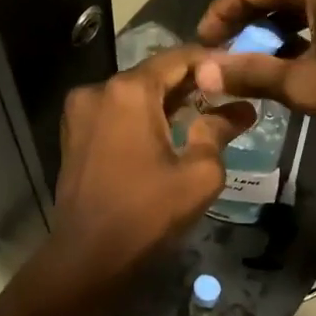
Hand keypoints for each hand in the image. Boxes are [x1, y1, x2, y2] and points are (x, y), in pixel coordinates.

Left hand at [45, 46, 253, 288]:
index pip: (178, 58)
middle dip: (190, 84)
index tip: (238, 73)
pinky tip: (166, 134)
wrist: (88, 257)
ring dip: (165, 102)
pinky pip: (115, 113)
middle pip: (154, 74)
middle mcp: (99, 90)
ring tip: (202, 116)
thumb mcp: (199, 174)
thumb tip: (242, 109)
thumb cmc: (148, 213)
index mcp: (129, 91)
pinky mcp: (73, 134)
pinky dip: (141, 117)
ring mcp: (80, 112)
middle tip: (226, 97)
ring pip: (133, 94)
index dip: (211, 62)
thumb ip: (219, 132)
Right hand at [195, 0, 315, 121]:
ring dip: (282, 24)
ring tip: (266, 59)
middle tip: (231, 57)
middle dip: (251, 24)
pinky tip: (307, 49)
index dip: (218, 19)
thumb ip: (250, 73)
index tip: (201, 48)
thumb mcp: (306, 82)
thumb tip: (201, 74)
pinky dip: (313, 20)